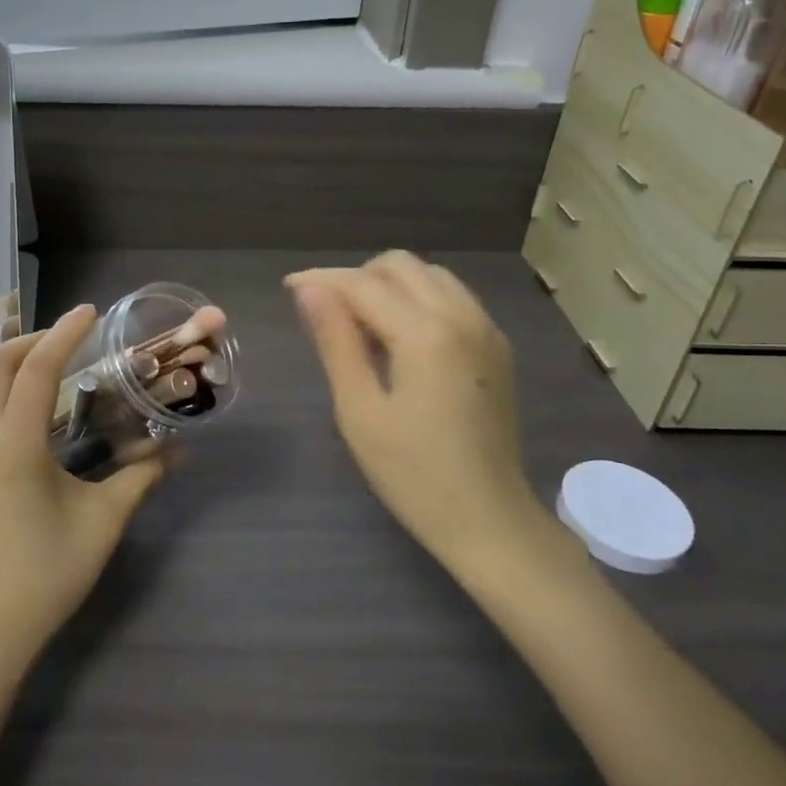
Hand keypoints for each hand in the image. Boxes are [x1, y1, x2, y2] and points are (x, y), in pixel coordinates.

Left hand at [0, 305, 165, 677]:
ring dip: (1, 362)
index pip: (37, 368)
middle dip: (29, 340)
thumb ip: (141, 476)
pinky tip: (9, 405)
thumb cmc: (48, 574)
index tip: (89, 313)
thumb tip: (180, 452)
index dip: (65, 333)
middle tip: (66, 339)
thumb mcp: (103, 521)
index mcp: (13, 446)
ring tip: (37, 363)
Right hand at [287, 253, 560, 580]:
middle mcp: (462, 316)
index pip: (364, 284)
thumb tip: (309, 290)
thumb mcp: (360, 411)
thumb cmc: (414, 474)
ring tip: (361, 323)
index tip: (289, 287)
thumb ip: (335, 342)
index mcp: (426, 334)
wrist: (489, 520)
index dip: (322, 280)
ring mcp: (486, 329)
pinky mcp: (497, 346)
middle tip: (327, 312)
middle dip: (357, 276)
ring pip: (430, 275)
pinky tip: (400, 336)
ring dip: (390, 284)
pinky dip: (419, 298)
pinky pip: (453, 297)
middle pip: (401, 265)